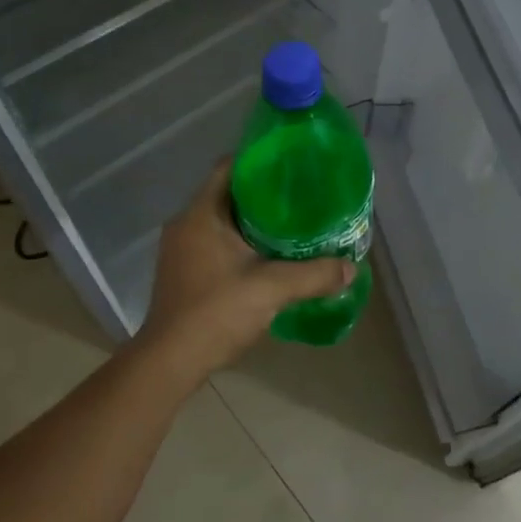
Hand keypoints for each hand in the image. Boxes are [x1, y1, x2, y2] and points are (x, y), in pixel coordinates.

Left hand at [137, 159, 353, 383]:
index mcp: (201, 214)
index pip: (229, 166)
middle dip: (264, 192)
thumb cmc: (215, 312)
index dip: (260, 158)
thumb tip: (350, 268)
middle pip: (228, 192)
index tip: (292, 163)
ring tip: (291, 223)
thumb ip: (313, 275)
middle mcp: (186, 223)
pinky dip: (241, 242)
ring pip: (223, 220)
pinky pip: (216, 242)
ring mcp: (181, 249)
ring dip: (253, 220)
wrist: (170, 362)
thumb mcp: (271, 288)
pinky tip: (268, 255)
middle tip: (301, 194)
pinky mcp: (184, 271)